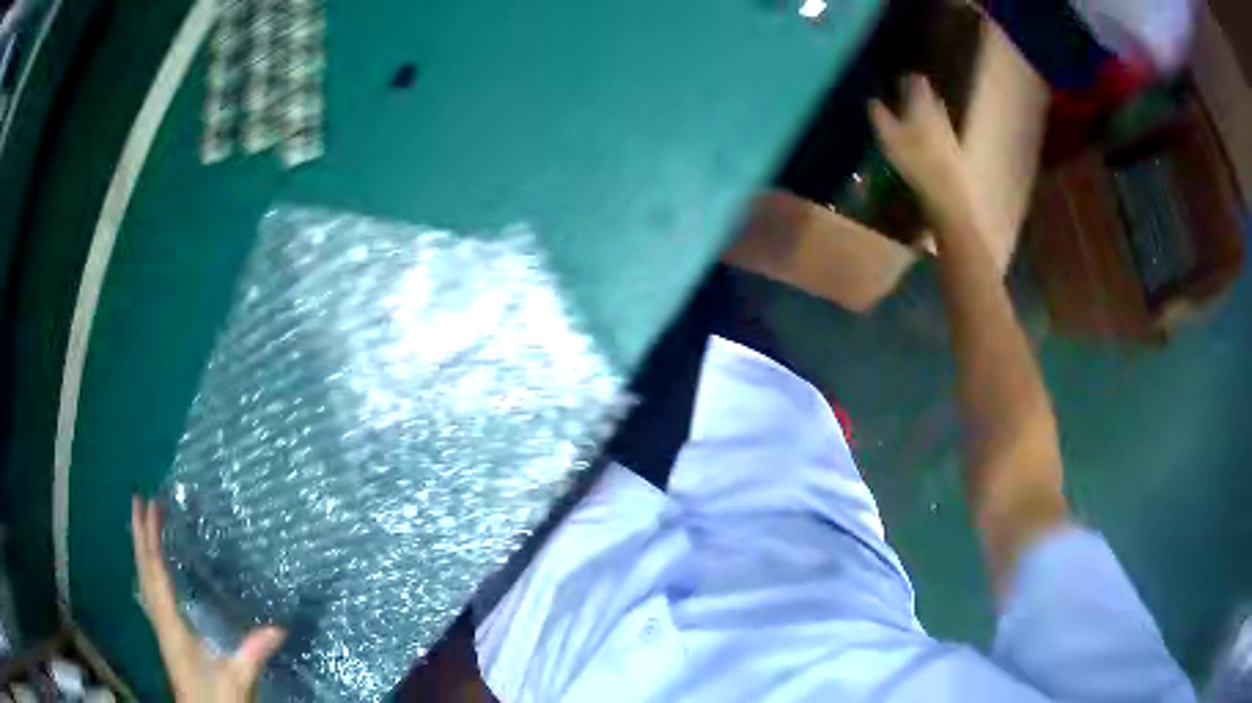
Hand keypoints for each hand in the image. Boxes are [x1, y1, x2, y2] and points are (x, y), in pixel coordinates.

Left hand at [132, 496, 285, 701]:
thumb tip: (279, 627)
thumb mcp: (237, 678)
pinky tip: (152, 570)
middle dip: (140, 535)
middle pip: (144, 570)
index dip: (151, 537)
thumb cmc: (214, 697)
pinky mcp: (166, 636)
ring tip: (142, 526)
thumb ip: (254, 652)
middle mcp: (160, 619)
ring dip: (141, 550)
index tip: (150, 505)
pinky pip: (150, 593)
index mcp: (171, 623)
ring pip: (144, 580)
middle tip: (139, 501)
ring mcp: (161, 628)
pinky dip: (147, 571)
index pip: (156, 572)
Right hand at [869, 75, 974, 230]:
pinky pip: (940, 132)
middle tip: (902, 99)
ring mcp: (948, 131)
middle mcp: (938, 112)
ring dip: (925, 114)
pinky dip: (931, 132)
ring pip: (936, 114)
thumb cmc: (915, 158)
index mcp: (922, 103)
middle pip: (929, 96)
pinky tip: (923, 141)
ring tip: (911, 120)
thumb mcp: (889, 136)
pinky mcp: (954, 151)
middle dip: (917, 96)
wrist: (948, 192)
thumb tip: (871, 100)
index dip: (907, 79)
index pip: (916, 81)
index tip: (896, 81)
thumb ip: (880, 115)